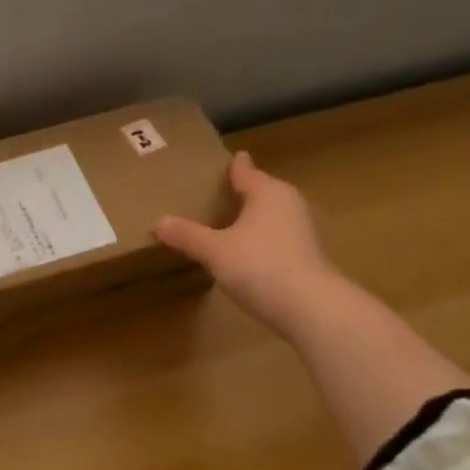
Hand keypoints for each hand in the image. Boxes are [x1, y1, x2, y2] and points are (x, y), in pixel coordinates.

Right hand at [154, 152, 343, 335]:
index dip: (229, 165)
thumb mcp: (214, 250)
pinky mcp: (304, 255)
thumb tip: (157, 222)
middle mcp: (288, 203)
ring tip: (218, 222)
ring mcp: (300, 230)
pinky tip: (239, 250)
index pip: (244, 169)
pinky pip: (272, 236)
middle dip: (235, 192)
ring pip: (267, 214)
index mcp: (267, 191)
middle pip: (258, 190)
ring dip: (246, 217)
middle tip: (206, 194)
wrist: (311, 308)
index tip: (216, 160)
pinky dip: (256, 238)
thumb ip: (186, 235)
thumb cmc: (260, 266)